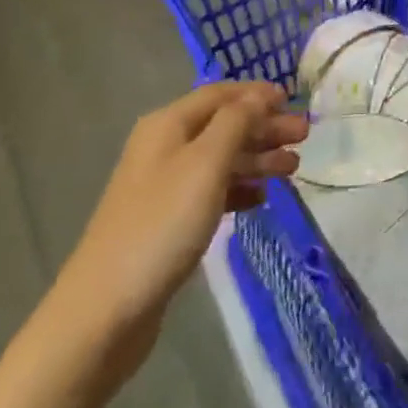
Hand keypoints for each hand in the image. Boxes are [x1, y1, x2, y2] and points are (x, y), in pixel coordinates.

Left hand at [55, 82, 307, 381]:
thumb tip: (258, 96)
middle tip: (303, 137)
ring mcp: (163, 186)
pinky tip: (261, 200)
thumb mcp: (206, 164)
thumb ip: (236, 123)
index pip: (220, 94)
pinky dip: (238, 189)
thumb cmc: (161, 225)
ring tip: (293, 168)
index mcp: (168, 124)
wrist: (103, 312)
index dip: (257, 94)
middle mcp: (164, 147)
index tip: (293, 100)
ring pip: (219, 159)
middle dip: (263, 127)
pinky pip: (211, 191)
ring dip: (256, 158)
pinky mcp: (166, 222)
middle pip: (223, 125)